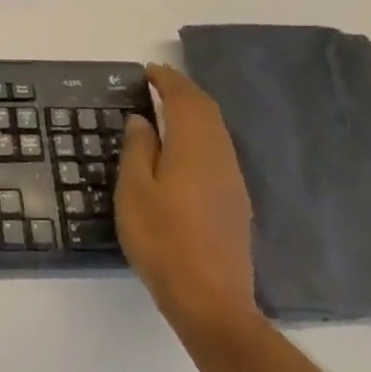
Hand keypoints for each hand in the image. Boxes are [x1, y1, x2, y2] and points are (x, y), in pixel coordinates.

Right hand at [115, 64, 262, 346]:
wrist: (210, 299)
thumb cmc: (162, 240)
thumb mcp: (134, 191)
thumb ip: (138, 149)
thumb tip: (142, 119)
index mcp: (195, 147)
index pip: (186, 100)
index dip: (168, 80)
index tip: (148, 71)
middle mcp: (221, 156)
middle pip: (207, 111)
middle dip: (184, 91)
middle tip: (158, 84)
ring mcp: (233, 181)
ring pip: (217, 131)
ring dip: (195, 113)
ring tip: (168, 110)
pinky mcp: (236, 202)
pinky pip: (219, 151)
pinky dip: (201, 135)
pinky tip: (184, 150)